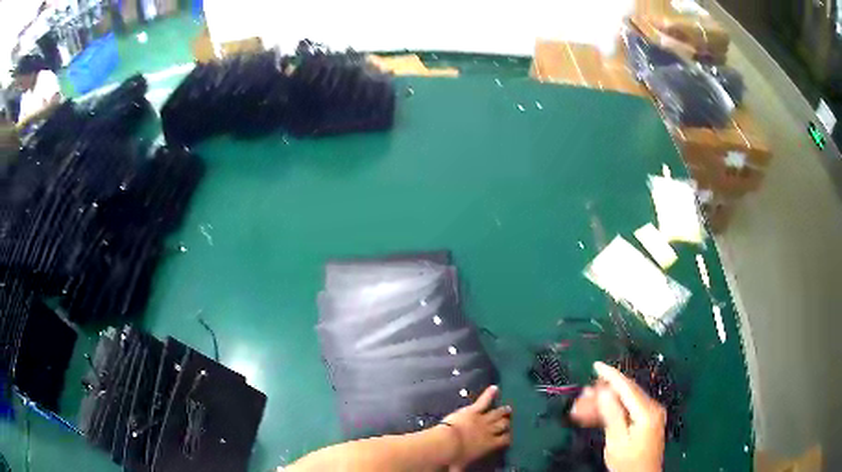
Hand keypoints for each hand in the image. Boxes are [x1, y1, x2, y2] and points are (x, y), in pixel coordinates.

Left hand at [440, 385, 511, 469]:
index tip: (510, 435)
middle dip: (507, 422)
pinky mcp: (473, 411)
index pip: (505, 440)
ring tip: (508, 407)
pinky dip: (489, 394)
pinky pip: (483, 401)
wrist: (447, 444)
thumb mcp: (462, 467)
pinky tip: (495, 388)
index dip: (509, 437)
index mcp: (490, 445)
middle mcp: (490, 431)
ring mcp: (482, 419)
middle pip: (503, 425)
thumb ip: (465, 468)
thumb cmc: (455, 458)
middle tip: (510, 419)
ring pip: (497, 413)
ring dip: (503, 410)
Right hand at [577, 362, 665, 471]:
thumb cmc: (628, 461)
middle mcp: (652, 408)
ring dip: (606, 402)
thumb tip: (604, 391)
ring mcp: (650, 414)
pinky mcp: (646, 421)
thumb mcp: (617, 440)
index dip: (611, 375)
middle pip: (627, 393)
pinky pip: (628, 410)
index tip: (596, 366)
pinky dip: (613, 411)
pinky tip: (597, 414)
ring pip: (626, 401)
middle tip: (583, 393)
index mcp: (647, 411)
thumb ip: (612, 414)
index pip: (627, 387)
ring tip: (585, 404)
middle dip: (604, 391)